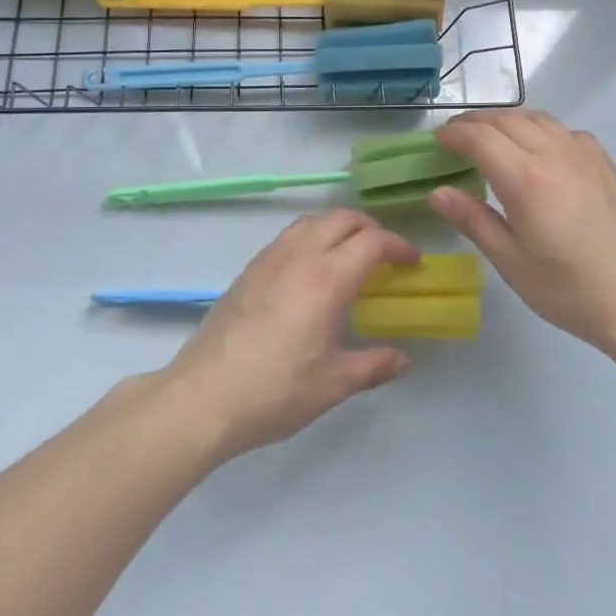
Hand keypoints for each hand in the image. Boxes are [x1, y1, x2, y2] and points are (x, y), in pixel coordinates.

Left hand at [163, 210, 417, 458]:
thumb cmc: (275, 391)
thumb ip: (373, 366)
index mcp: (327, 279)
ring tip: (348, 257)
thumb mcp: (333, 384)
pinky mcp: (248, 271)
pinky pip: (287, 237)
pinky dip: (310, 239)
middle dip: (371, 229)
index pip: (372, 242)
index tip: (412, 263)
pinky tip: (310, 273)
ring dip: (337, 228)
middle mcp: (299, 257)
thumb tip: (403, 360)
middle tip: (385, 255)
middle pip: (342, 218)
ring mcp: (269, 260)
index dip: (399, 246)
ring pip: (311, 221)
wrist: (203, 398)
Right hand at [431, 111, 615, 353]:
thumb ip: (473, 221)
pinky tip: (539, 150)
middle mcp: (555, 155)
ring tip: (491, 136)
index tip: (437, 140)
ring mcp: (585, 155)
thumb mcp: (511, 262)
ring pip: (538, 119)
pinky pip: (565, 131)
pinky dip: (541, 129)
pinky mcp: (605, 164)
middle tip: (456, 136)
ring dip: (508, 120)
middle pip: (508, 120)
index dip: (454, 134)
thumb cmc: (568, 290)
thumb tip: (438, 192)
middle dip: (476, 123)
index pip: (481, 138)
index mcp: (526, 180)